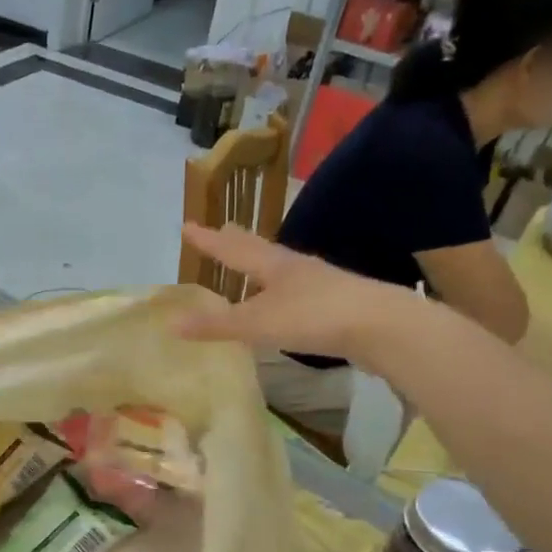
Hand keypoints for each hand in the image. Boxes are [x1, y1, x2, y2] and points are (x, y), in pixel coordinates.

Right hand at [175, 223, 407, 364]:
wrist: (381, 326)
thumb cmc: (313, 317)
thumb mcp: (257, 323)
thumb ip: (216, 325)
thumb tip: (171, 324)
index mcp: (273, 265)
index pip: (232, 249)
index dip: (209, 240)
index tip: (188, 226)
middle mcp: (296, 267)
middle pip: (260, 249)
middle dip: (238, 241)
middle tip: (224, 228)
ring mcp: (321, 283)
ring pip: (283, 268)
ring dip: (263, 265)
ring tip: (253, 265)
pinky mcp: (338, 303)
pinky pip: (300, 290)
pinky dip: (283, 290)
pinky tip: (288, 300)